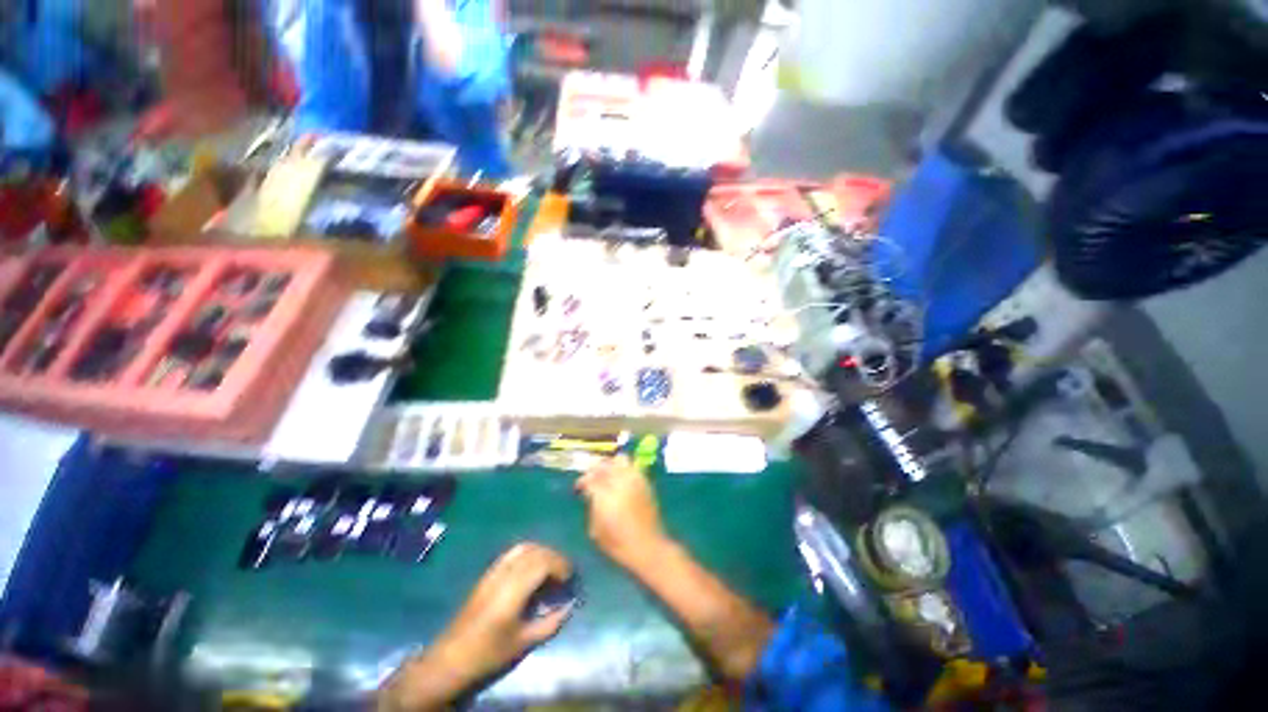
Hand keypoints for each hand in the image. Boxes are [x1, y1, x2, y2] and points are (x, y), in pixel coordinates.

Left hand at [379, 543, 572, 710]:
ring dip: (542, 552)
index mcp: (513, 590)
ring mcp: (493, 571)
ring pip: (524, 547)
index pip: (543, 562)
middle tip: (564, 573)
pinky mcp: (487, 573)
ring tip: (551, 569)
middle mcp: (504, 574)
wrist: (451, 658)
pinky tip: (532, 570)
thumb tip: (570, 605)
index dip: (561, 565)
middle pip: (535, 551)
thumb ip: (550, 623)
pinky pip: (513, 552)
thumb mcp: (523, 642)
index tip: (570, 578)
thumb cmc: (489, 653)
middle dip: (554, 557)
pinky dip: (529, 553)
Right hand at [576, 456, 671, 571]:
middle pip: (605, 464)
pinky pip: (633, 467)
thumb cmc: (618, 544)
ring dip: (612, 465)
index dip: (582, 481)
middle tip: (592, 477)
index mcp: (605, 495)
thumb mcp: (596, 529)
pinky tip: (621, 481)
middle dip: (596, 468)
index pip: (590, 478)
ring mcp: (635, 479)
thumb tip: (591, 493)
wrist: (648, 547)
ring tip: (607, 476)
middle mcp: (621, 482)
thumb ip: (592, 505)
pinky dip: (624, 469)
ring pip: (621, 459)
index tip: (579, 487)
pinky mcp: (646, 482)